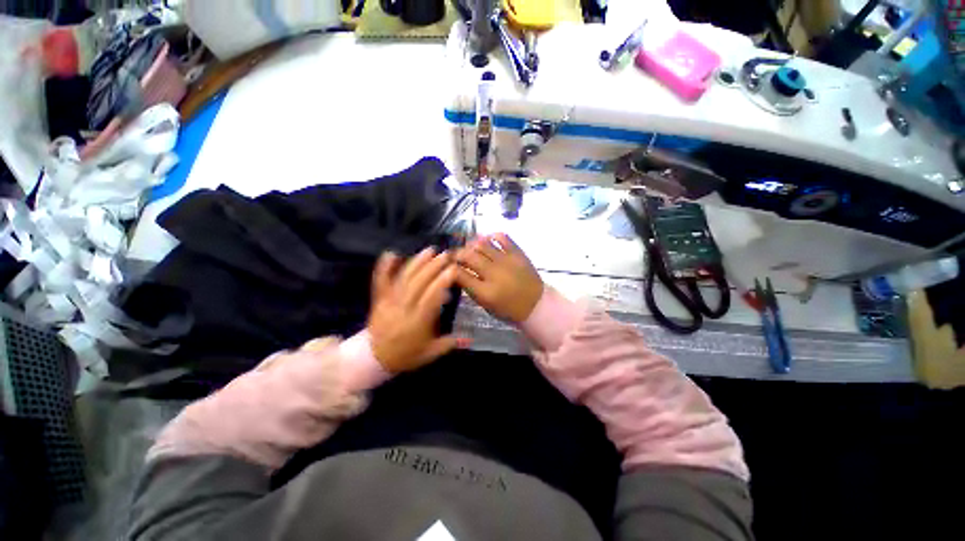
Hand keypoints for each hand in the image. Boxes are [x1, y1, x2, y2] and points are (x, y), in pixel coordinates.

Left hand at [367, 248, 464, 372]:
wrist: (374, 358)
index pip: (432, 297)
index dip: (443, 282)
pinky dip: (384, 266)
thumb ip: (449, 344)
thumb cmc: (405, 354)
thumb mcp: (430, 353)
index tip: (453, 270)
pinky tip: (391, 253)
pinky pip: (380, 281)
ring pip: (403, 278)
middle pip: (419, 283)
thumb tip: (470, 338)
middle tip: (446, 255)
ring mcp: (389, 301)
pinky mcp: (379, 298)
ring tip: (429, 250)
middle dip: (433, 267)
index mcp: (418, 321)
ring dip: (417, 262)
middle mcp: (404, 307)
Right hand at [455, 233, 542, 322]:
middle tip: (455, 256)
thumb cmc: (508, 309)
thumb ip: (470, 288)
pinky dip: (491, 236)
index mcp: (485, 292)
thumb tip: (457, 273)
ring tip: (469, 248)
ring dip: (471, 244)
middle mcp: (494, 274)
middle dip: (457, 254)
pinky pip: (502, 237)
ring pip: (482, 244)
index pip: (459, 274)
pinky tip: (487, 240)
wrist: (536, 304)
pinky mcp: (517, 253)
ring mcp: (506, 261)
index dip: (449, 268)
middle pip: (468, 256)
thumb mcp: (485, 304)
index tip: (447, 266)